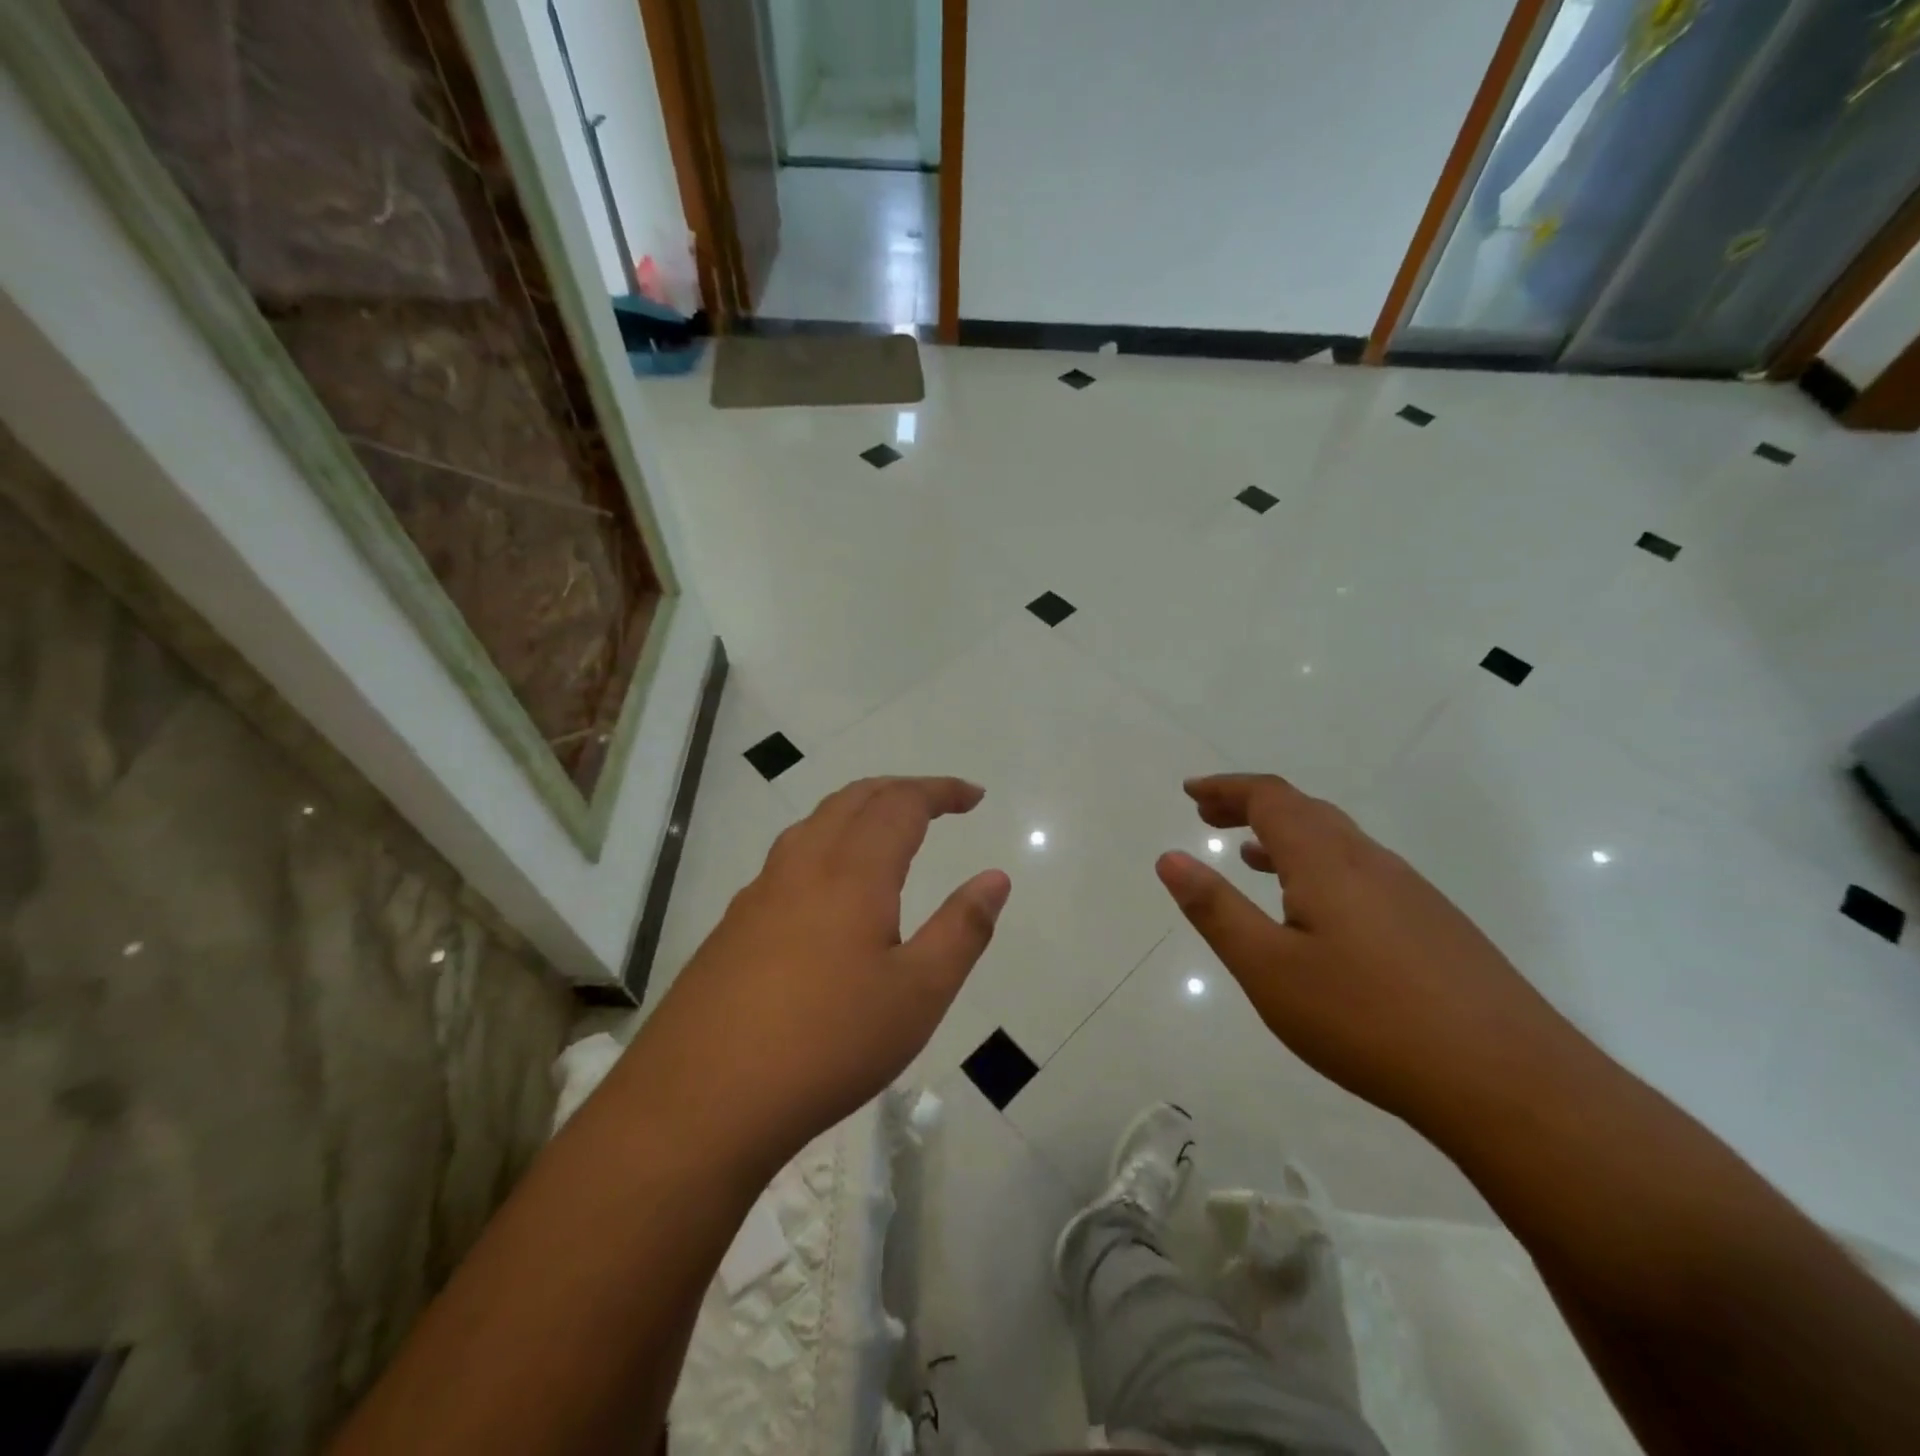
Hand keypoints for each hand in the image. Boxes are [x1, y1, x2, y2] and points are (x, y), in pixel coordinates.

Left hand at [633, 777, 1009, 1171]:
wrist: (701, 1101)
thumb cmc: (828, 1044)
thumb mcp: (918, 994)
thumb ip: (962, 930)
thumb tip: (995, 878)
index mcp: (852, 873)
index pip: (901, 804)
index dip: (940, 791)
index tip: (973, 796)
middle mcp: (802, 867)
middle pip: (853, 800)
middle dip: (899, 790)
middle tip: (936, 802)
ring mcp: (759, 894)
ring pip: (813, 824)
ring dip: (857, 811)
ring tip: (885, 831)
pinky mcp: (732, 926)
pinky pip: (787, 859)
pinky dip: (824, 844)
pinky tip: (827, 891)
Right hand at [1156, 773, 1586, 1132]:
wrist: (1511, 1083)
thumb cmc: (1368, 1020)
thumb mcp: (1269, 969)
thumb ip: (1216, 910)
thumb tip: (1170, 857)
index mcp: (1327, 861)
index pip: (1270, 797)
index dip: (1227, 788)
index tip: (1190, 792)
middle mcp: (1371, 861)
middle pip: (1304, 810)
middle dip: (1251, 806)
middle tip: (1209, 817)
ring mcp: (1411, 892)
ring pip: (1337, 842)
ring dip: (1286, 836)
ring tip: (1251, 856)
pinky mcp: (1435, 925)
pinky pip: (1362, 872)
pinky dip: (1320, 867)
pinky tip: (1316, 912)